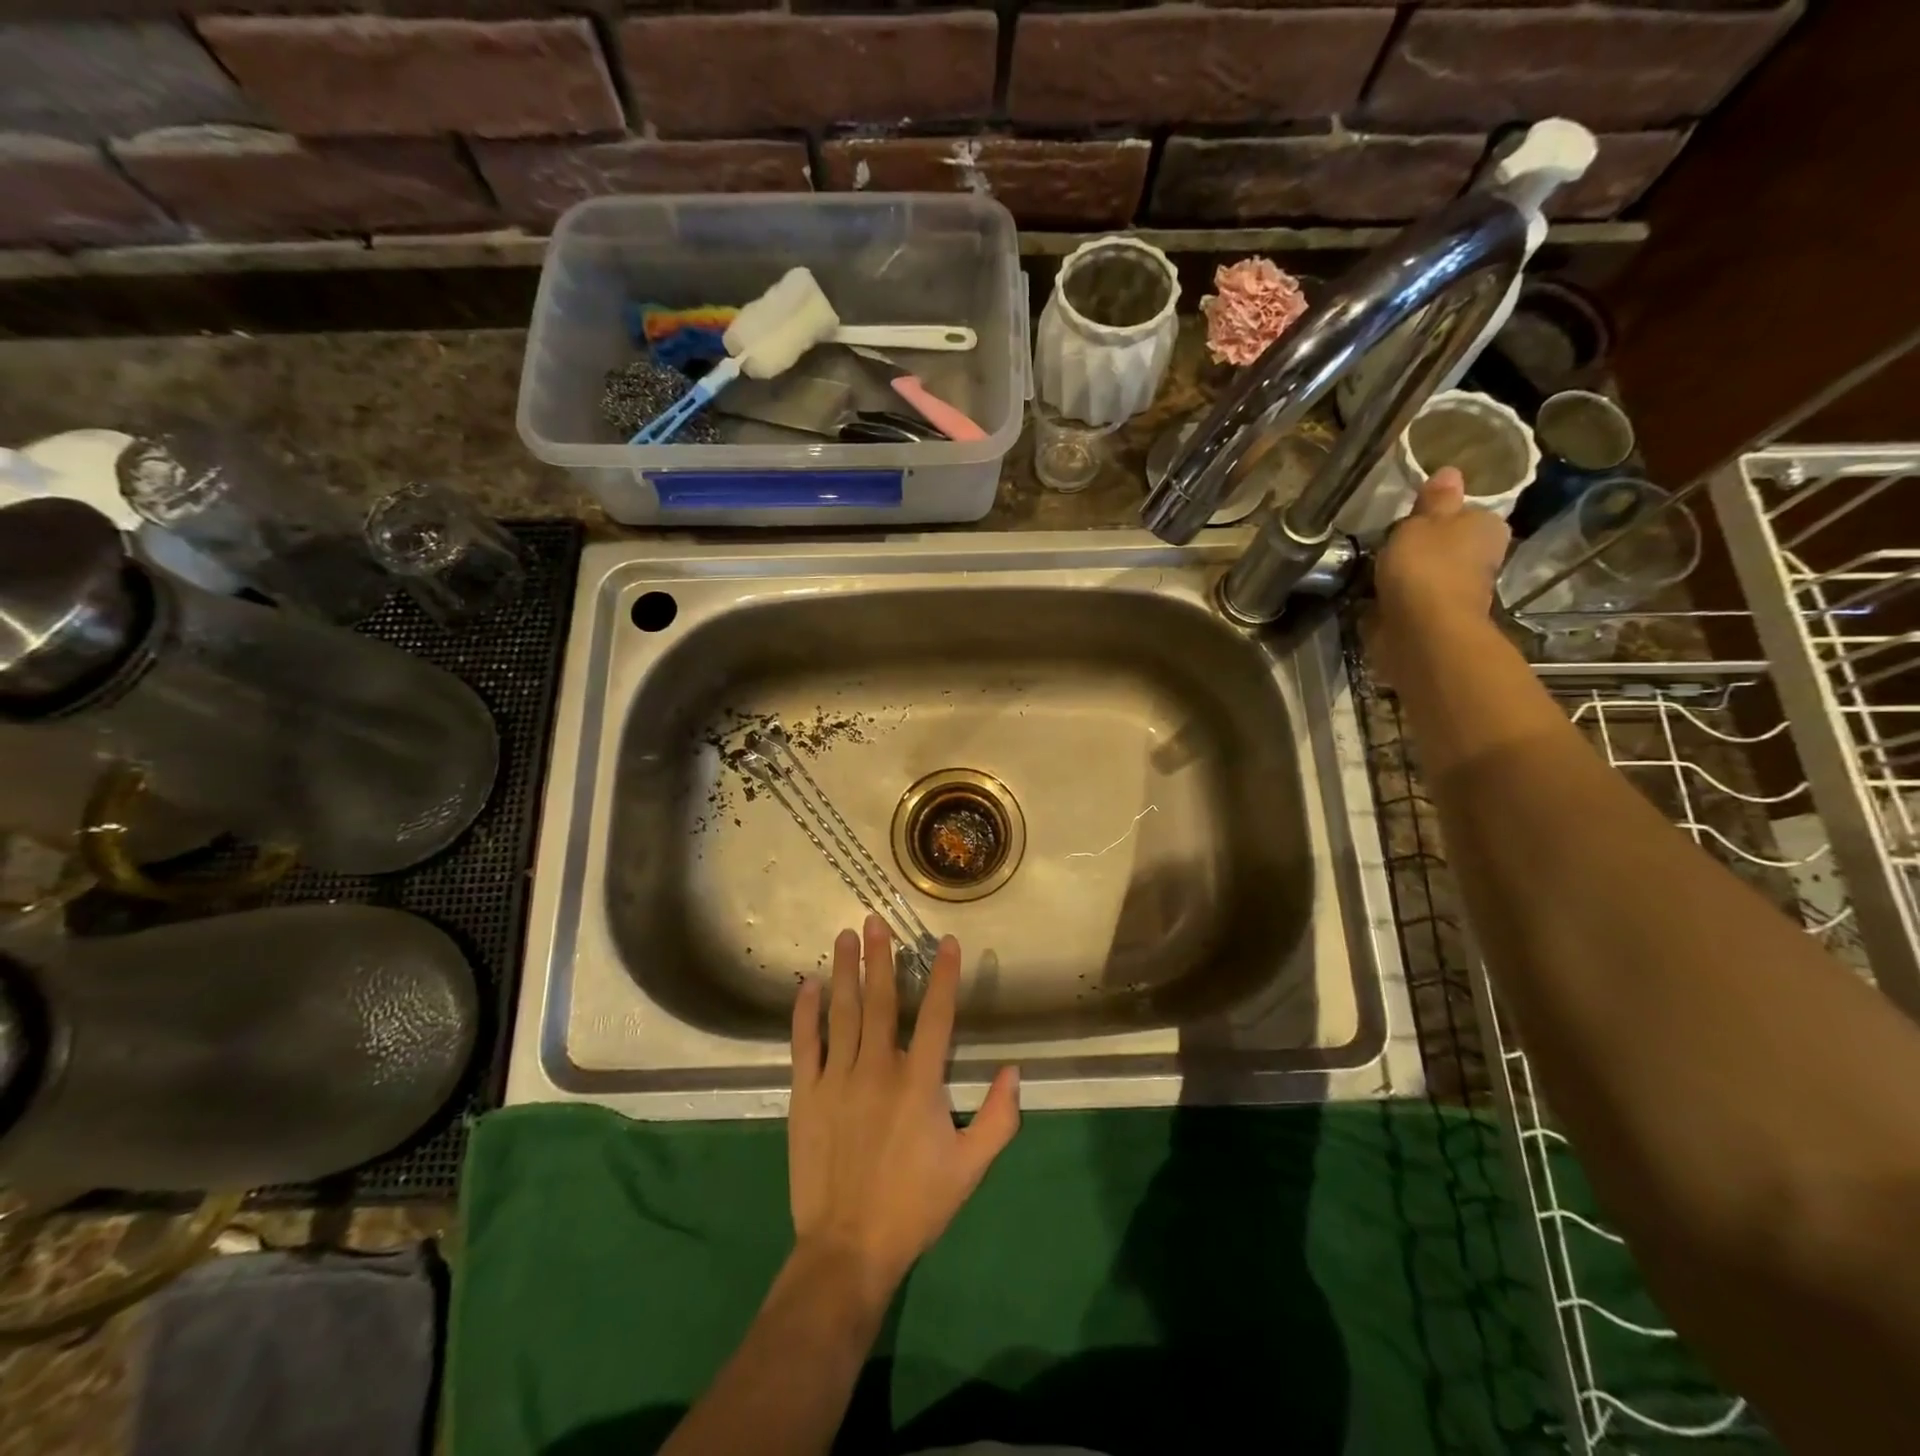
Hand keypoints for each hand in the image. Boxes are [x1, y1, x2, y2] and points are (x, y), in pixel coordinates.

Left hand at [787, 916, 1019, 1309]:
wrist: (848, 1248)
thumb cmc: (914, 1206)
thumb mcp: (970, 1168)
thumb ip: (999, 1118)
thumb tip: (1015, 1070)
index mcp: (919, 1083)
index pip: (936, 1016)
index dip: (945, 976)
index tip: (946, 942)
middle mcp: (877, 1069)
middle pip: (881, 1001)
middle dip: (881, 956)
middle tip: (876, 919)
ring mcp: (837, 1079)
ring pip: (842, 1012)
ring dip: (844, 971)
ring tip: (844, 936)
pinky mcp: (805, 1094)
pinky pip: (804, 1043)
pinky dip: (804, 1012)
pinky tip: (806, 985)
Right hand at [1370, 467, 1510, 684]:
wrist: (1422, 632)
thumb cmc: (1426, 566)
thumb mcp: (1424, 521)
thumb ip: (1434, 500)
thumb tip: (1450, 471)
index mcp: (1487, 528)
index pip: (1467, 513)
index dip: (1439, 515)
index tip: (1410, 520)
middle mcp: (1482, 560)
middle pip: (1449, 546)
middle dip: (1424, 547)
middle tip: (1388, 544)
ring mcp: (1459, 594)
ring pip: (1430, 575)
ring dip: (1408, 575)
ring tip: (1373, 570)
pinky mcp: (1434, 621)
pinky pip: (1412, 601)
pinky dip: (1396, 600)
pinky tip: (1374, 598)